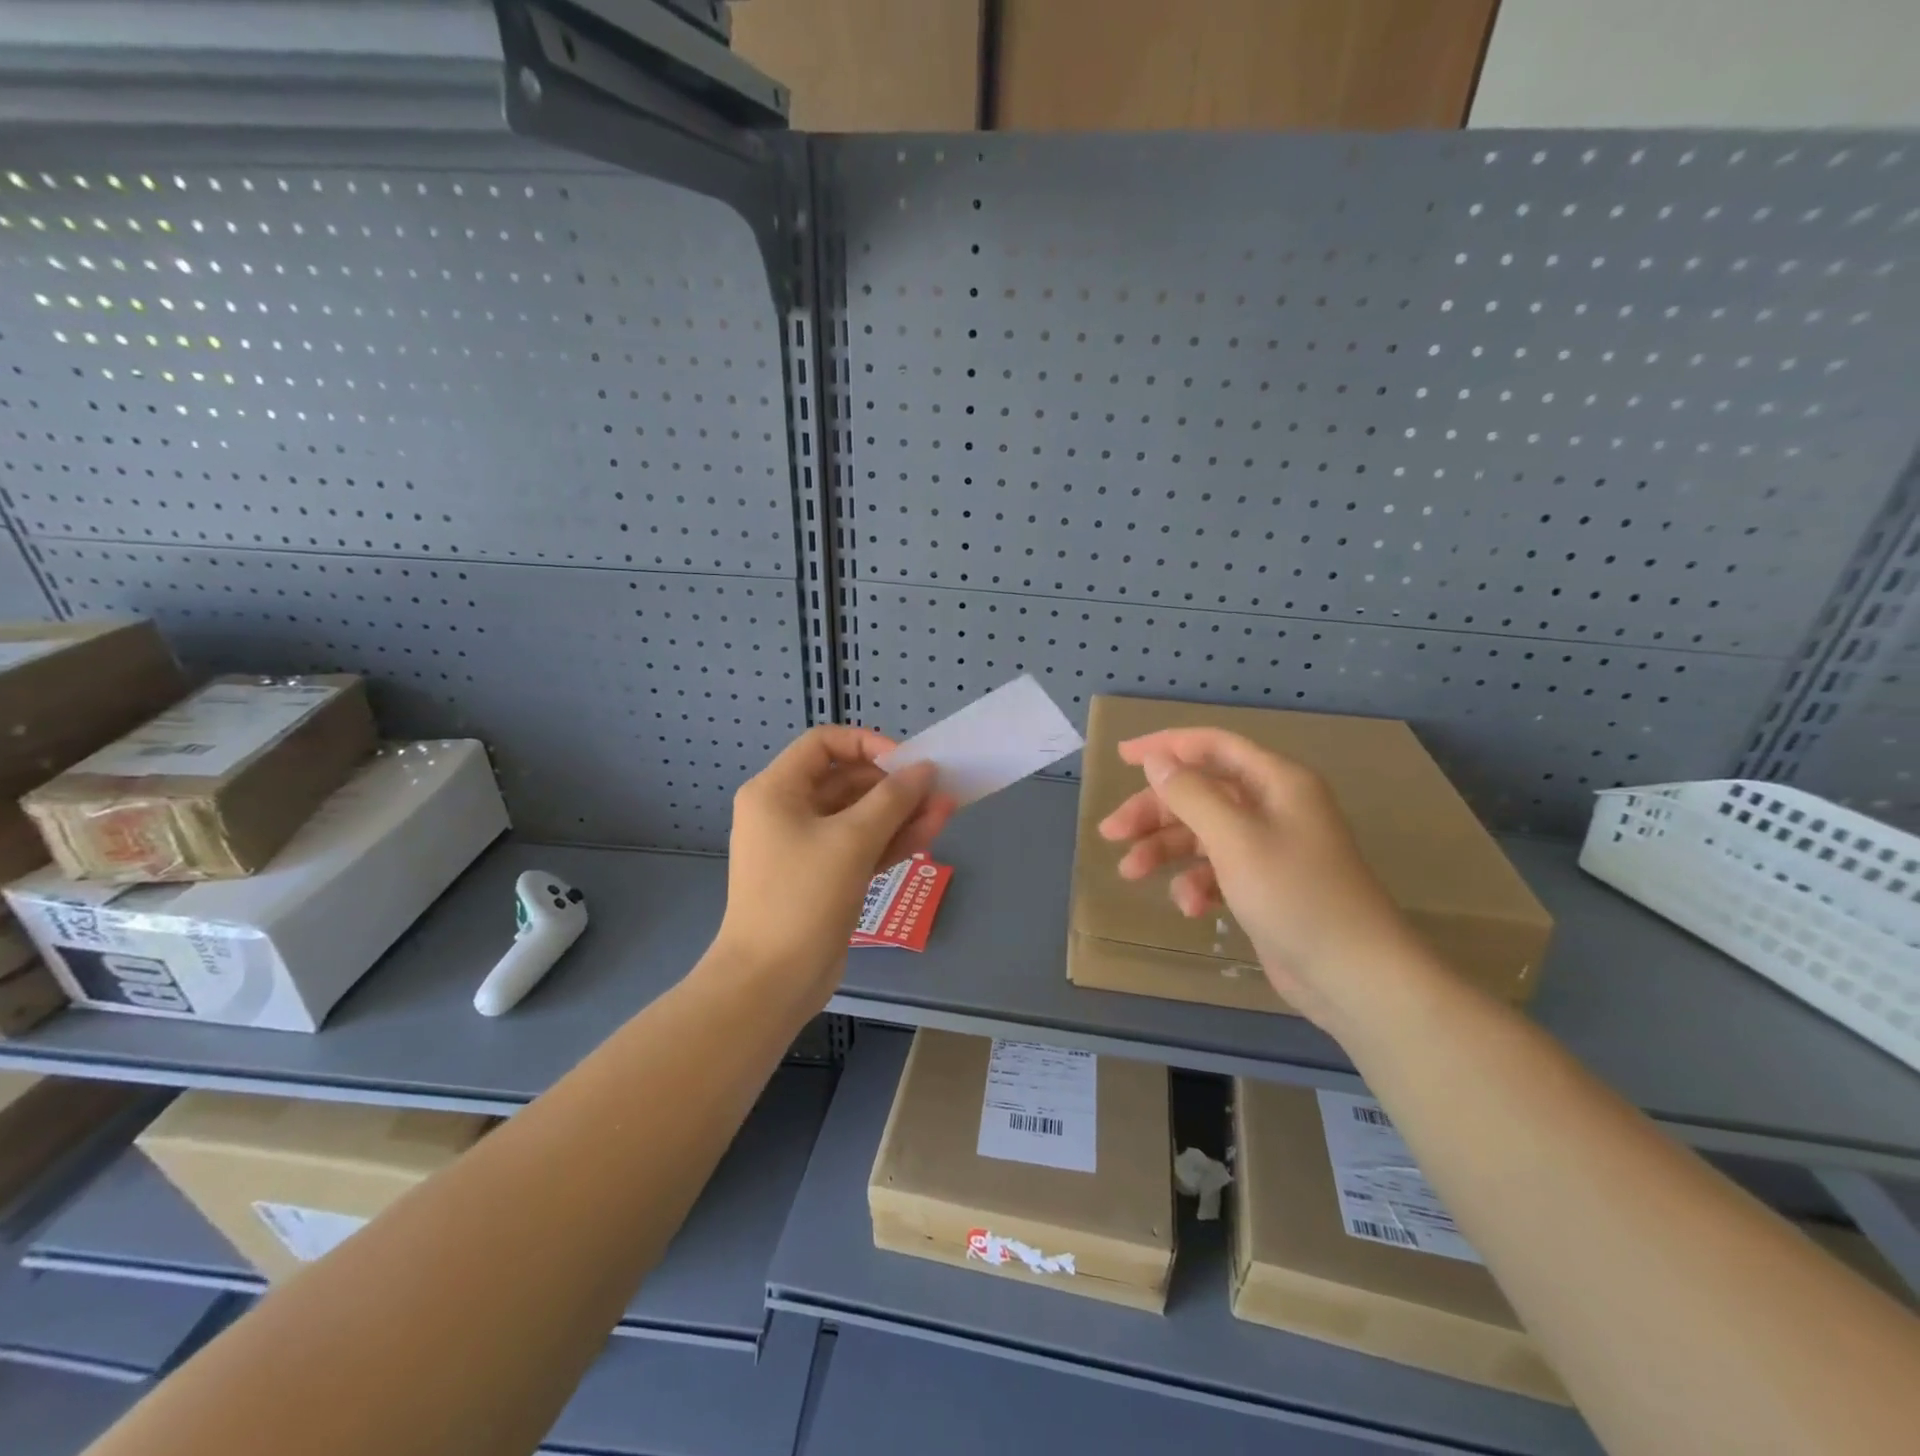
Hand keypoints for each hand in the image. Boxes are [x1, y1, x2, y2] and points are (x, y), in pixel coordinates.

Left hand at [716, 725, 956, 1003]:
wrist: (771, 982)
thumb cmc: (802, 898)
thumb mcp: (851, 841)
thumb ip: (893, 800)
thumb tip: (925, 770)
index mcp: (776, 791)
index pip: (823, 744)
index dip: (867, 744)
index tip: (904, 762)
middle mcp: (787, 811)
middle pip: (846, 780)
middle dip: (893, 785)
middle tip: (936, 790)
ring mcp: (805, 846)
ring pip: (858, 816)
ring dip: (900, 813)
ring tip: (945, 810)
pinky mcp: (824, 877)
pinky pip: (860, 846)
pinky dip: (891, 840)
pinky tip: (930, 833)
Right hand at [1096, 727, 1425, 1027]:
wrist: (1354, 976)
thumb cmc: (1295, 895)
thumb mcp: (1235, 838)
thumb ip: (1191, 794)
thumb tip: (1157, 760)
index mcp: (1275, 782)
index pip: (1212, 746)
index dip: (1166, 746)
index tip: (1122, 756)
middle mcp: (1272, 807)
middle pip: (1199, 793)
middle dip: (1154, 812)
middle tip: (1112, 833)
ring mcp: (1268, 847)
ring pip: (1201, 833)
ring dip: (1166, 850)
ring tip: (1131, 873)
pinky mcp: (1262, 885)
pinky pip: (1216, 870)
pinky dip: (1197, 884)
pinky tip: (1191, 908)